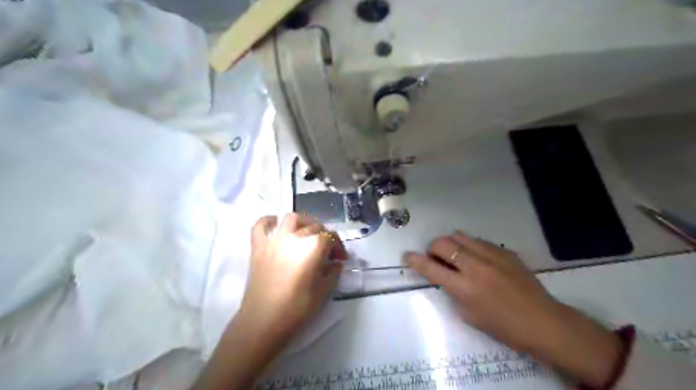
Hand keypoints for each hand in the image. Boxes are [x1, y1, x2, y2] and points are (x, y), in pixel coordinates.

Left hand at [238, 214, 348, 341]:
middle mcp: (295, 236)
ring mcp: (275, 239)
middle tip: (327, 254)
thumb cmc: (298, 308)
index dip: (339, 247)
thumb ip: (333, 271)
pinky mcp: (258, 246)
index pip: (331, 237)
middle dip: (325, 237)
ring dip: (303, 222)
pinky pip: (261, 225)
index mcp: (314, 246)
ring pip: (291, 218)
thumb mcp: (324, 291)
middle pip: (315, 227)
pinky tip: (276, 225)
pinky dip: (269, 221)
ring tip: (306, 234)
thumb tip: (336, 262)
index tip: (341, 260)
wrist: (263, 321)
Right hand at [406, 233, 622, 388]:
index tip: (407, 256)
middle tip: (435, 257)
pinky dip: (469, 245)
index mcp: (465, 288)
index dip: (415, 260)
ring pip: (460, 236)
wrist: (543, 321)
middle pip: (443, 243)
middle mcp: (475, 266)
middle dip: (432, 248)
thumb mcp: (470, 315)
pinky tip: (475, 256)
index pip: (431, 268)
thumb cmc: (503, 327)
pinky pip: (478, 240)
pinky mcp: (504, 251)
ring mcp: (492, 255)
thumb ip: (453, 291)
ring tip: (453, 253)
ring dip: (450, 243)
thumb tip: (445, 275)